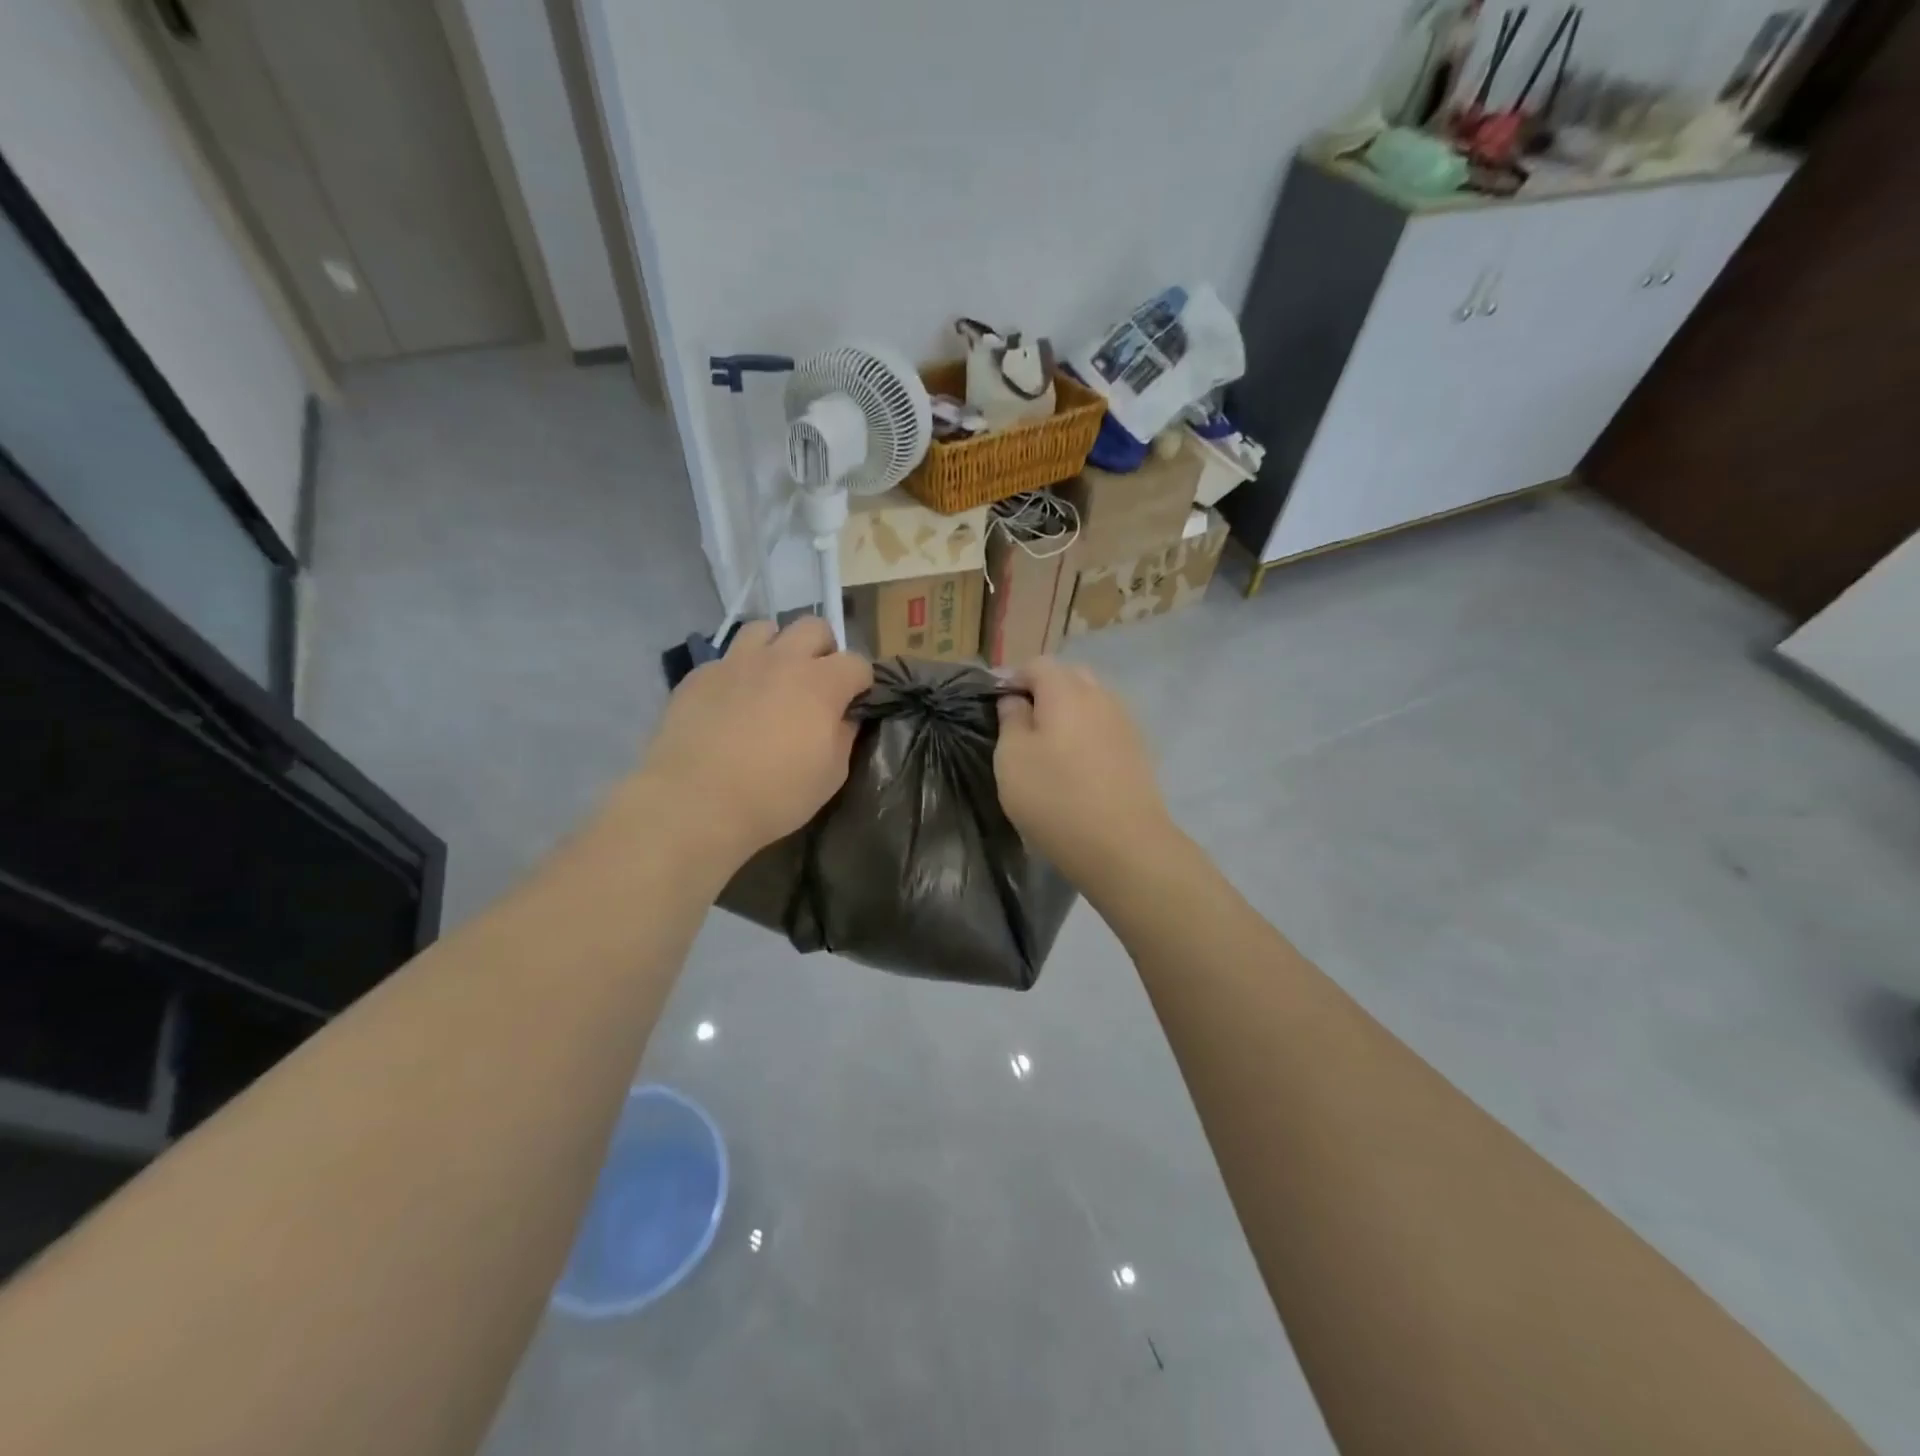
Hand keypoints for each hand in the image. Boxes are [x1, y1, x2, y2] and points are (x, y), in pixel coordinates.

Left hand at [638, 618, 870, 872]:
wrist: (695, 802)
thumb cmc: (775, 795)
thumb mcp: (831, 774)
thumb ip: (844, 735)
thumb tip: (845, 717)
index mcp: (821, 683)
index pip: (857, 663)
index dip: (861, 682)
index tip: (855, 703)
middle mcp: (781, 660)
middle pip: (813, 627)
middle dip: (823, 650)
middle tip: (817, 683)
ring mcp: (736, 662)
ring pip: (765, 629)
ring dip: (777, 648)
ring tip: (772, 679)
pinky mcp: (699, 675)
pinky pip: (726, 658)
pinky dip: (738, 673)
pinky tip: (732, 703)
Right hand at [994, 658, 1175, 886]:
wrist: (1123, 846)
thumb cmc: (1055, 798)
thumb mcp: (1012, 759)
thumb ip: (1011, 721)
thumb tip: (1016, 700)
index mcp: (1066, 691)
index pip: (1037, 664)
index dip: (1013, 678)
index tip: (997, 704)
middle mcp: (1101, 697)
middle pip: (1070, 677)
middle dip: (1044, 689)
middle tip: (1023, 722)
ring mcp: (1125, 723)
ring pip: (1093, 701)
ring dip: (1069, 712)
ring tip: (1050, 744)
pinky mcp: (1139, 751)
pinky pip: (1107, 727)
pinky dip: (1089, 734)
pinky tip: (1078, 763)